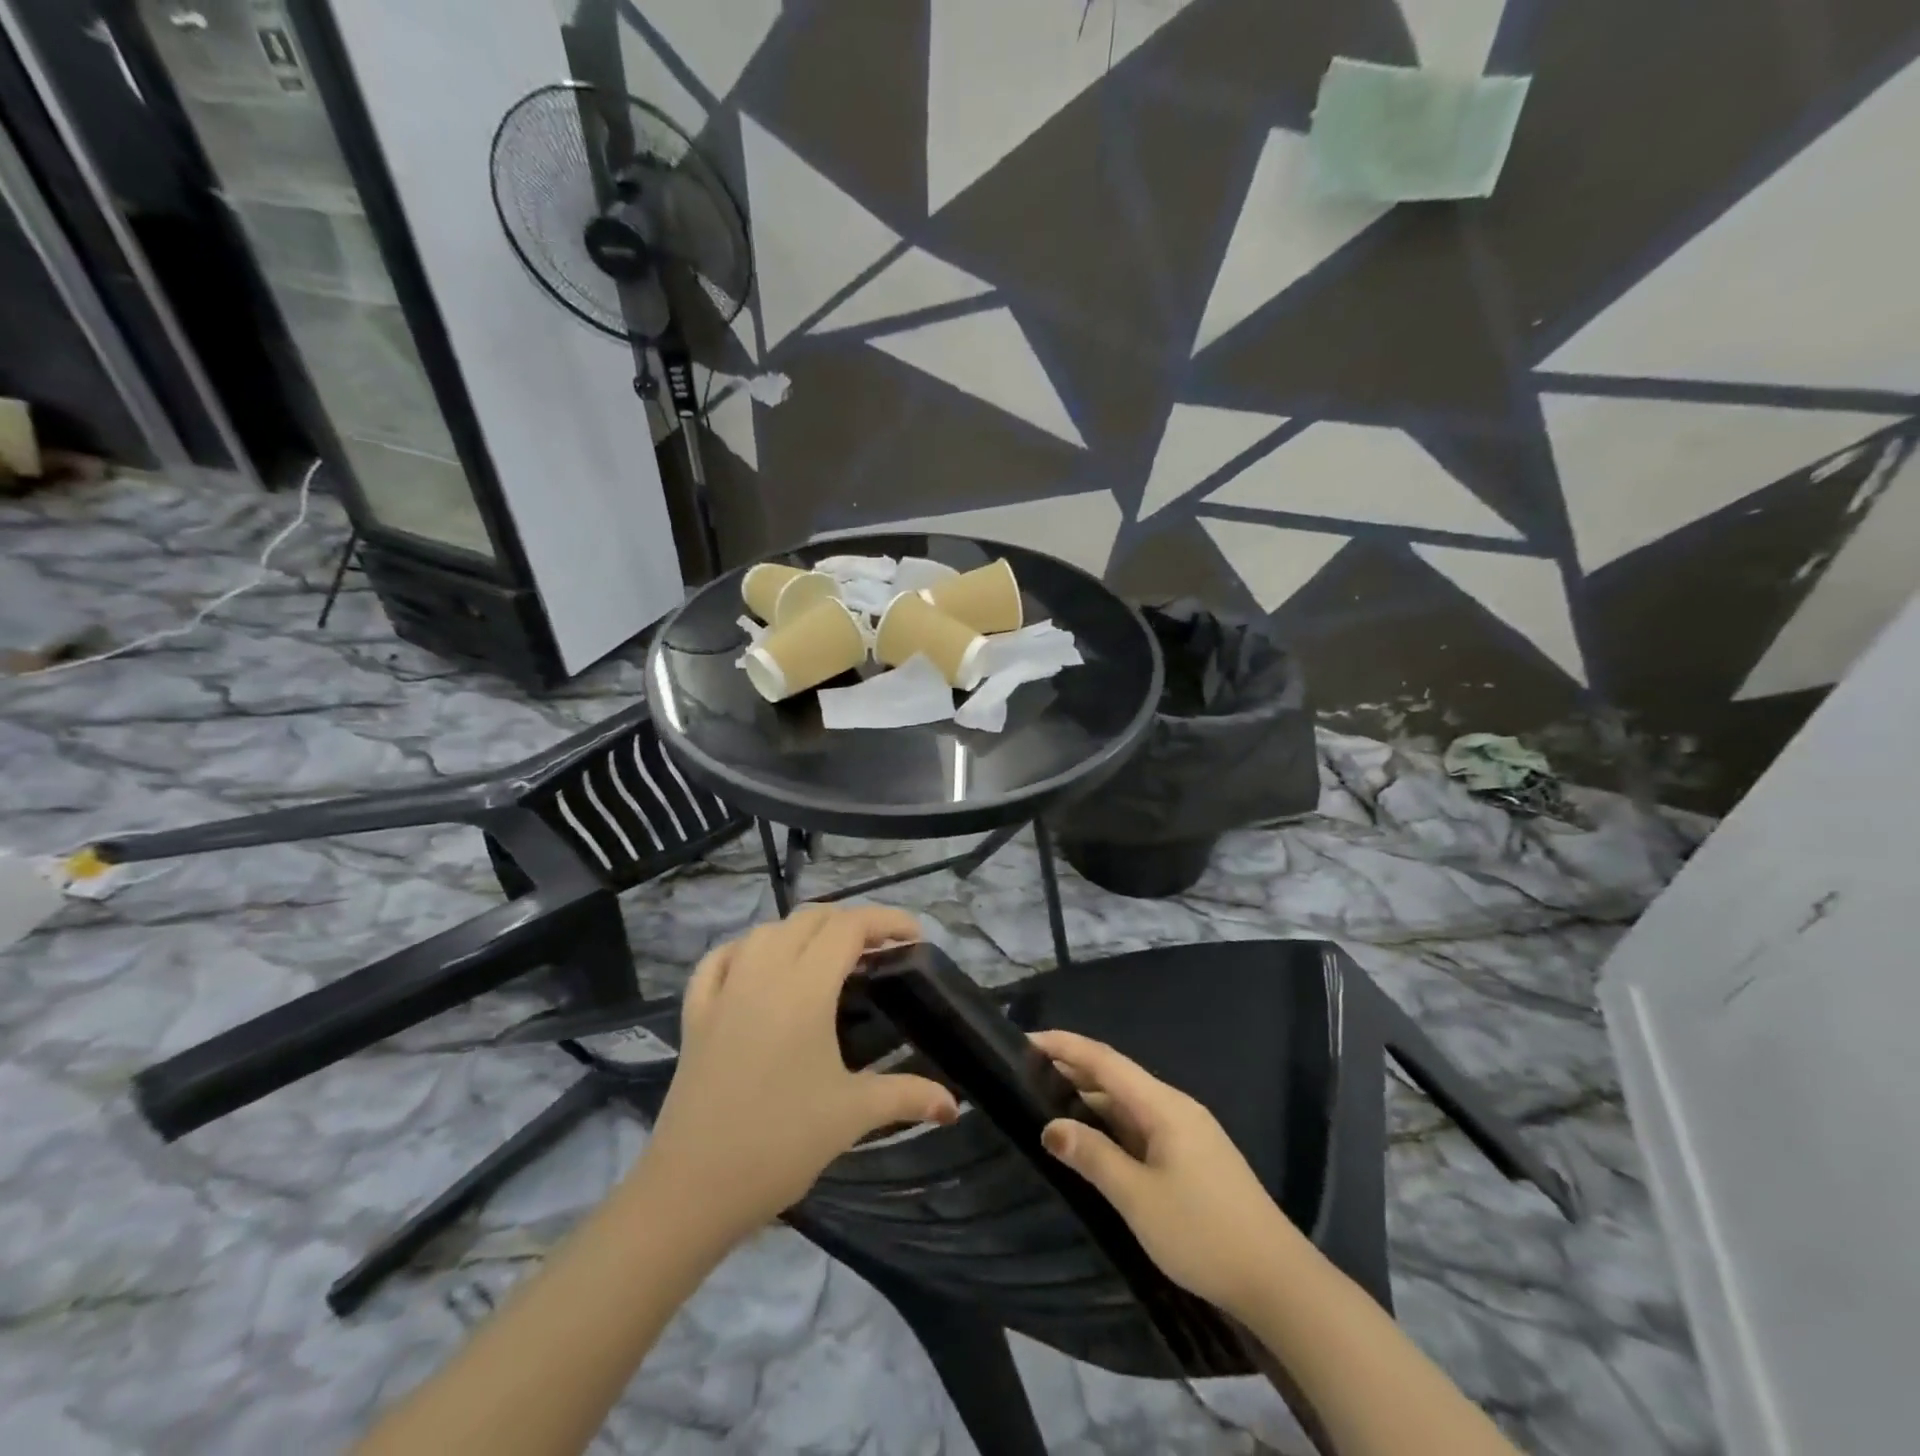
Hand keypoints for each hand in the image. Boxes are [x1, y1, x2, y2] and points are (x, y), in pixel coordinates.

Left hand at [639, 905, 958, 1242]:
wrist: (692, 1189)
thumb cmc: (780, 1144)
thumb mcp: (852, 1115)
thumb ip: (907, 1096)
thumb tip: (954, 1105)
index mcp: (804, 989)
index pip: (848, 928)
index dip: (886, 921)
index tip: (914, 937)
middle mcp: (763, 974)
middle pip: (810, 919)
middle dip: (850, 922)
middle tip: (879, 951)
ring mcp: (724, 990)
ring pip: (766, 931)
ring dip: (802, 931)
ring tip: (827, 956)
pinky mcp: (695, 1013)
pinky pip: (720, 959)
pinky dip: (747, 949)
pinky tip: (759, 965)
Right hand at [1032, 1029, 1307, 1319]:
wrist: (1279, 1281)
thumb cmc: (1203, 1233)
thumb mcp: (1138, 1198)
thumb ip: (1093, 1157)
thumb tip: (1051, 1127)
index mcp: (1163, 1105)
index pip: (1104, 1060)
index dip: (1064, 1046)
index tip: (1025, 1039)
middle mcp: (1174, 1107)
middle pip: (1115, 1076)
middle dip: (1072, 1069)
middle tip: (1025, 1071)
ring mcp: (1186, 1131)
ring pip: (1128, 1103)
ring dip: (1089, 1099)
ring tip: (1046, 1101)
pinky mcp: (1191, 1156)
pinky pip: (1140, 1125)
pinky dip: (1109, 1124)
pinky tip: (1090, 1138)